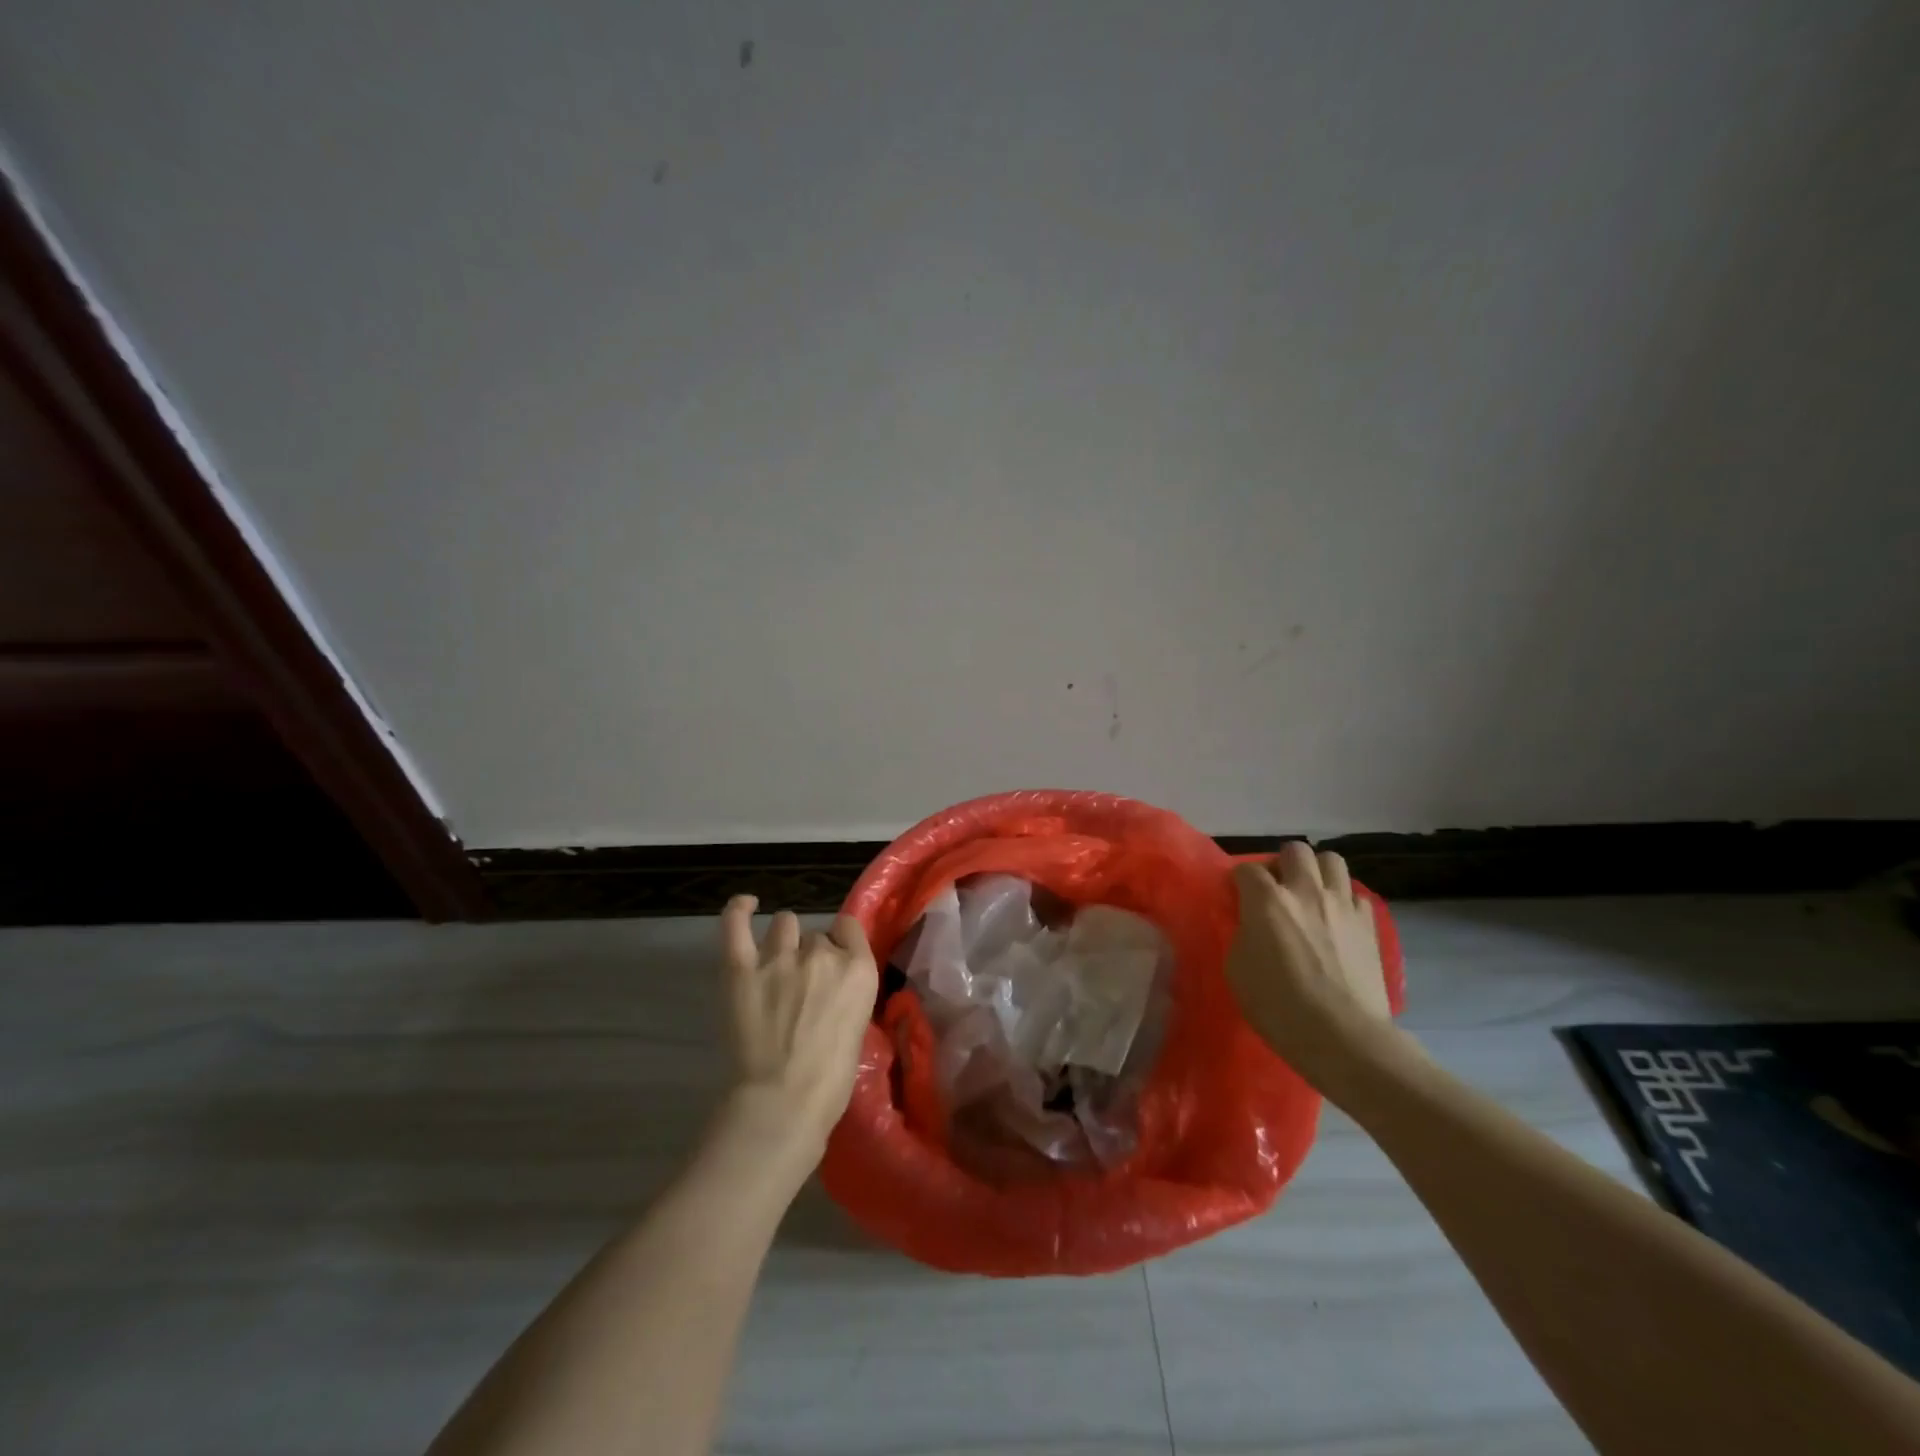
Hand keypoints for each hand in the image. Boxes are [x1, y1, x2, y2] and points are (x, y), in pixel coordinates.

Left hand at [719, 896, 877, 1163]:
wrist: (783, 1103)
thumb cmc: (830, 1082)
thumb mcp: (858, 1028)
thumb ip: (847, 995)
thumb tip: (831, 989)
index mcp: (858, 969)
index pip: (849, 929)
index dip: (841, 943)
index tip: (835, 962)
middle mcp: (821, 954)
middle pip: (816, 937)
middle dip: (811, 955)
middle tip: (802, 989)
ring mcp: (779, 958)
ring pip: (785, 925)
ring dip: (784, 940)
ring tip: (777, 963)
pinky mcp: (741, 970)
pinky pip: (736, 925)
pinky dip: (738, 910)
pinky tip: (745, 905)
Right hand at [1225, 843, 1399, 1089]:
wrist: (1343, 1037)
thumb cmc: (1279, 1007)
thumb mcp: (1238, 969)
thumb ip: (1242, 934)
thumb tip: (1250, 923)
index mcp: (1268, 900)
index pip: (1246, 869)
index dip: (1239, 881)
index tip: (1237, 898)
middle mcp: (1306, 891)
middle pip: (1295, 850)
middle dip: (1281, 864)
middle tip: (1276, 890)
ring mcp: (1342, 905)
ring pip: (1331, 860)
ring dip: (1316, 872)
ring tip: (1309, 896)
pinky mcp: (1370, 924)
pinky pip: (1355, 894)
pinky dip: (1343, 900)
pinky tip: (1336, 921)